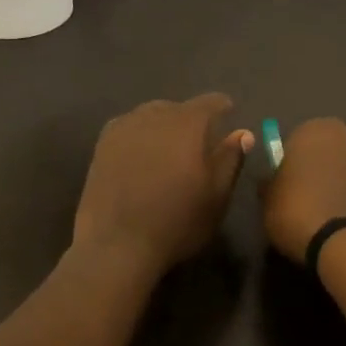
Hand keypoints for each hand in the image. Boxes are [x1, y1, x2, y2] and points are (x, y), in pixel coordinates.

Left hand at [73, 94, 254, 273]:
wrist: (116, 244)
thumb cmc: (177, 222)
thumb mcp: (216, 196)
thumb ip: (230, 159)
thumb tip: (243, 133)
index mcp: (188, 123)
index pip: (211, 102)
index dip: (223, 109)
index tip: (228, 121)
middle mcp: (155, 114)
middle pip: (179, 108)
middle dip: (191, 121)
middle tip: (198, 147)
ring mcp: (124, 126)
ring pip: (152, 116)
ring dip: (164, 128)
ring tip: (168, 153)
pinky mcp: (103, 143)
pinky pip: (129, 128)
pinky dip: (140, 137)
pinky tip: (141, 158)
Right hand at [261, 118, 345, 262]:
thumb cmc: (297, 211)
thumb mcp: (268, 200)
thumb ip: (271, 182)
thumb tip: (274, 180)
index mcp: (313, 129)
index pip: (295, 141)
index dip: (289, 165)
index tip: (284, 187)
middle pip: (325, 150)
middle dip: (317, 168)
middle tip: (304, 197)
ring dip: (338, 181)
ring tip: (326, 212)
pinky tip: (344, 220)